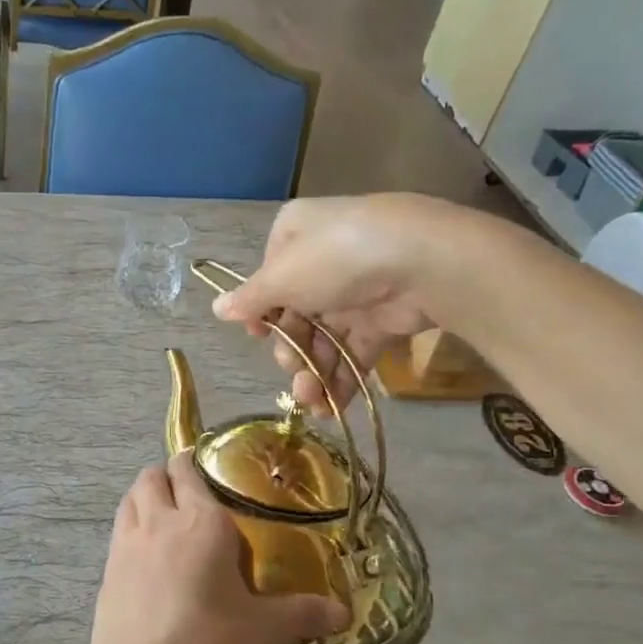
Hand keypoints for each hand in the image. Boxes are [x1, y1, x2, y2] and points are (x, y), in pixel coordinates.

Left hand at [76, 454, 348, 643]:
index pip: (189, 470)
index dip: (195, 463)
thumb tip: (343, 613)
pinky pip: (119, 529)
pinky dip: (131, 526)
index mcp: (200, 521)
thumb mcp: (262, 630)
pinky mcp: (106, 569)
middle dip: (168, 476)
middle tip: (191, 497)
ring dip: (145, 497)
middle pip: (152, 476)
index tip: (209, 470)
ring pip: (130, 498)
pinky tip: (148, 557)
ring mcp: (126, 543)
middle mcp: (159, 520)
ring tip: (166, 519)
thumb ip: (302, 614)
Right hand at [211, 194, 455, 414]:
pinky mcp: (384, 317)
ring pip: (323, 337)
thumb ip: (250, 299)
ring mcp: (357, 289)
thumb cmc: (338, 259)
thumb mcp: (281, 277)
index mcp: (296, 236)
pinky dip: (341, 378)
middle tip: (290, 368)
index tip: (257, 336)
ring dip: (312, 372)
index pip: (269, 277)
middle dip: (290, 350)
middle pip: (295, 314)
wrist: (425, 263)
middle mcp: (324, 259)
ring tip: (310, 402)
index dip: (261, 312)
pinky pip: (354, 351)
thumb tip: (217, 308)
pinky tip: (330, 407)